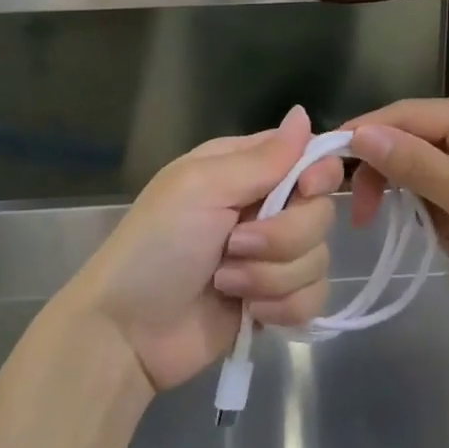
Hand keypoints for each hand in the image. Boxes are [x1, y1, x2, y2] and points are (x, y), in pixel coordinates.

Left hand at [70, 106, 342, 391]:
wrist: (128, 333)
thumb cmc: (156, 246)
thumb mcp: (201, 188)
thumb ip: (261, 159)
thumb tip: (303, 114)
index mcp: (245, 170)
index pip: (308, 157)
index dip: (319, 174)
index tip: (306, 190)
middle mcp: (264, 207)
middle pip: (320, 212)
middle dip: (283, 237)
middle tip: (235, 245)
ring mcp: (272, 257)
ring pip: (318, 258)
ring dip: (271, 276)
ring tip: (225, 281)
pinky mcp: (276, 300)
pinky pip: (313, 297)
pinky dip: (283, 307)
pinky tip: (249, 310)